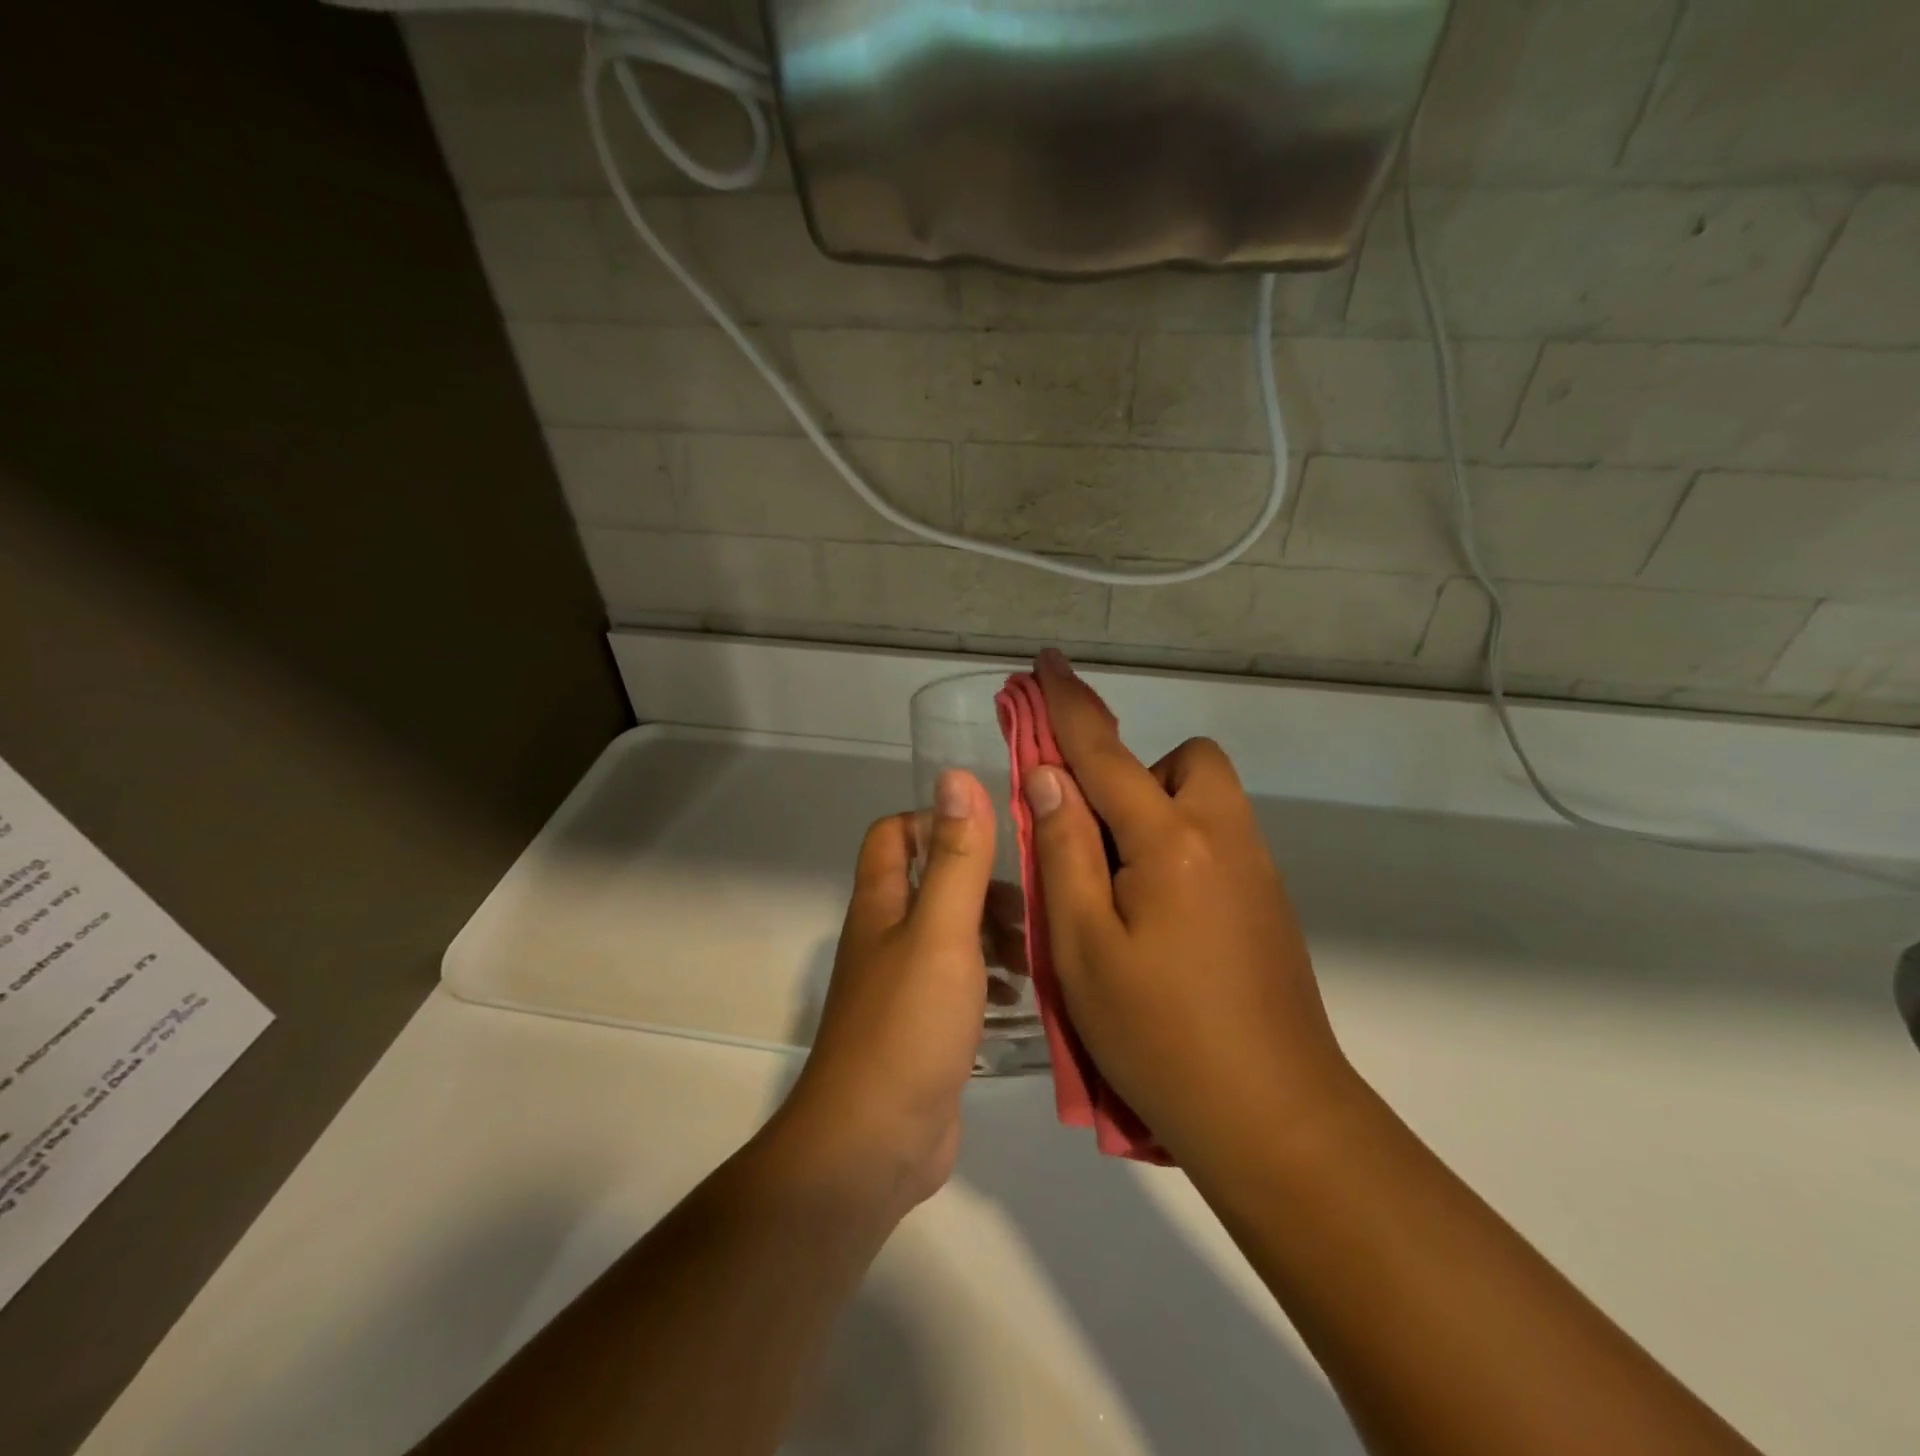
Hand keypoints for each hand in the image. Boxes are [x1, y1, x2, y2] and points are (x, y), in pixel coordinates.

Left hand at [768, 769, 994, 1216]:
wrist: (874, 1144)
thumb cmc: (908, 1025)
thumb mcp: (942, 931)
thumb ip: (956, 857)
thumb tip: (956, 777)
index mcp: (882, 904)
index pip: (895, 833)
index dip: (936, 820)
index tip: (993, 834)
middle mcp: (889, 936)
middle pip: (934, 883)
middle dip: (984, 883)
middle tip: (1035, 905)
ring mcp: (906, 984)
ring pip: (954, 934)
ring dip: (996, 933)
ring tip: (1038, 953)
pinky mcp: (927, 1027)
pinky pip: (964, 983)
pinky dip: (994, 978)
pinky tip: (1026, 997)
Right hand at [1025, 651, 1356, 1171]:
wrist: (1274, 1118)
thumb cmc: (1159, 1035)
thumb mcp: (1083, 946)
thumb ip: (1064, 849)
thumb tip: (1048, 776)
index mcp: (1170, 841)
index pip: (1105, 752)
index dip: (1068, 705)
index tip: (1046, 662)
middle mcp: (1224, 836)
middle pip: (1184, 762)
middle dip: (1135, 775)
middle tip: (1098, 840)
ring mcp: (1257, 869)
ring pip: (1205, 800)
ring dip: (1157, 814)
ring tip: (1122, 888)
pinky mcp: (1270, 903)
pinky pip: (1219, 840)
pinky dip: (1180, 848)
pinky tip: (1160, 920)